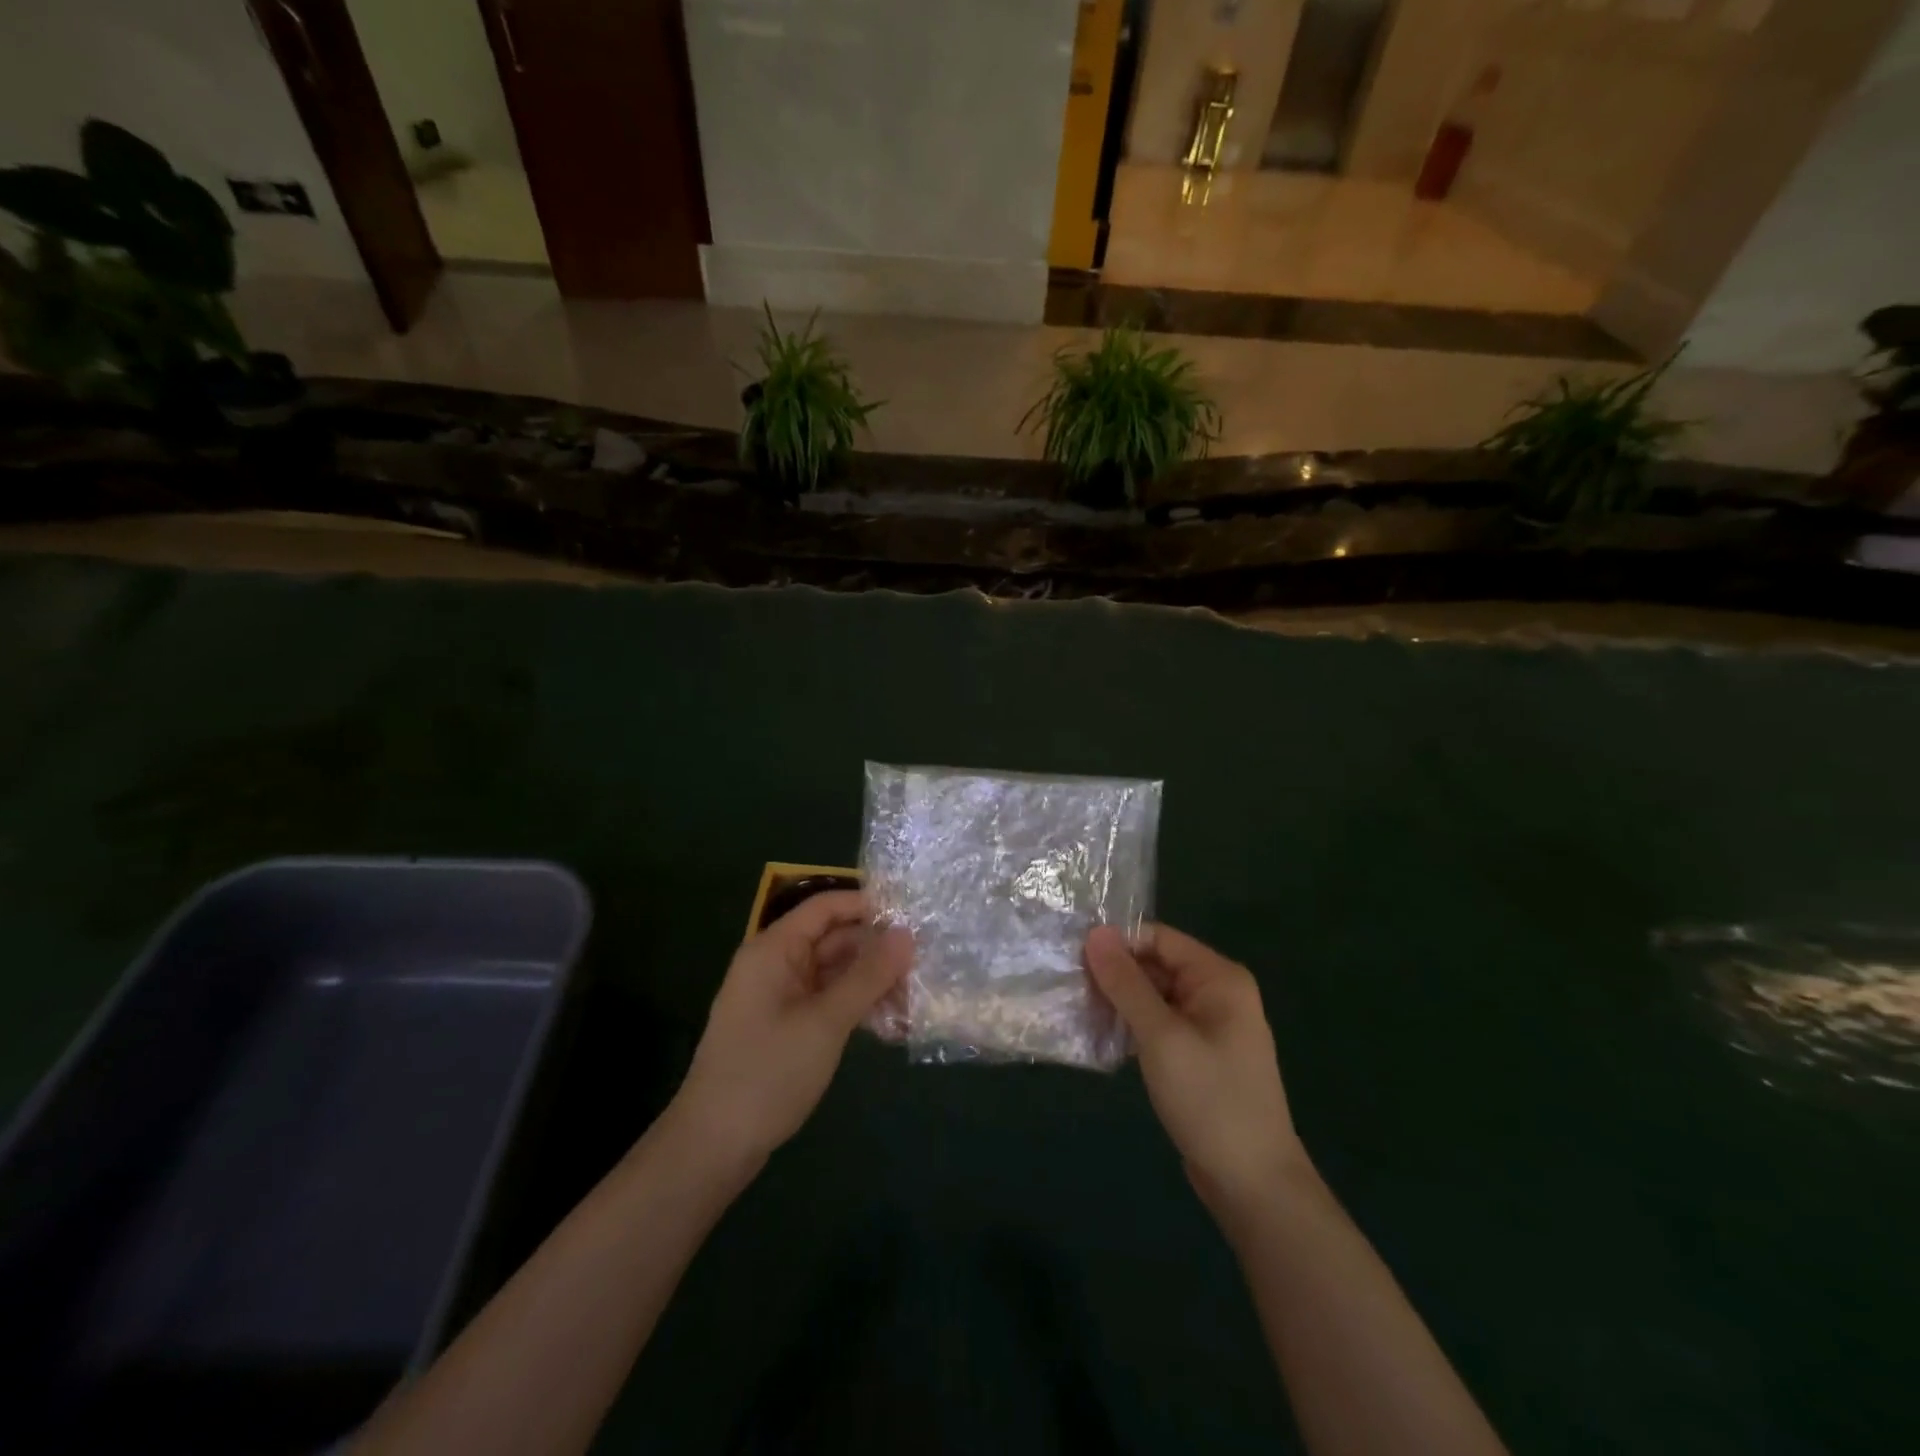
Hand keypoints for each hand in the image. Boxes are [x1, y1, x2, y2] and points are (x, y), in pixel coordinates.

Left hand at [669, 891, 911, 1175]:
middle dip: (877, 950)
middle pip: (834, 939)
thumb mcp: (825, 1022)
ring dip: (871, 982)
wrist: (713, 1147)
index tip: (914, 918)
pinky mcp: (786, 1026)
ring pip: (834, 973)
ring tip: (915, 999)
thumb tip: (907, 934)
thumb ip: (868, 976)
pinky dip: (855, 1006)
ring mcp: (780, 997)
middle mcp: (776, 964)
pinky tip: (890, 1024)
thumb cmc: (767, 1073)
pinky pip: (827, 1001)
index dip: (868, 906)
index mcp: (775, 949)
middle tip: (925, 965)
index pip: (826, 907)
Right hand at [1085, 924, 1306, 1216]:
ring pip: (1155, 996)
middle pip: (1157, 965)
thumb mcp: (1161, 1036)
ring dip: (1121, 1002)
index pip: (1159, 938)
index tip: (1075, 957)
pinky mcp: (1199, 1054)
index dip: (1118, 943)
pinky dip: (1134, 1026)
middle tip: (1070, 986)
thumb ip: (1126, 983)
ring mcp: (1210, 1025)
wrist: (1253, 1184)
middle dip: (1116, 974)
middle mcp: (1218, 993)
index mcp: (1218, 978)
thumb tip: (1094, 933)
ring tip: (1079, 1009)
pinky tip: (1103, 1038)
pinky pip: (1161, 1024)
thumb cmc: (1209, 1099)